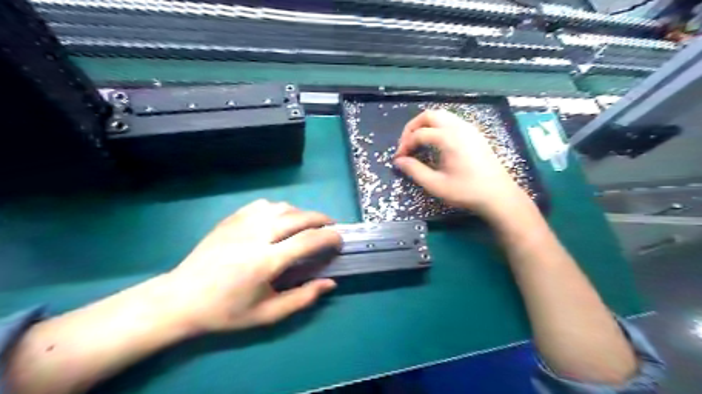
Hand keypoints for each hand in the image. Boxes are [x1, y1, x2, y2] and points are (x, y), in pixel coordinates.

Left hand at [161, 201, 342, 333]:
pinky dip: (279, 209)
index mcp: (266, 261)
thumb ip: (303, 298)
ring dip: (301, 213)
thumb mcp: (267, 314)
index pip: (309, 240)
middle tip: (331, 227)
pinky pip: (263, 205)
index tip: (339, 241)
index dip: (330, 237)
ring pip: (283, 207)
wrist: (181, 299)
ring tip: (307, 224)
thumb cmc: (226, 311)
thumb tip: (330, 283)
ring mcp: (242, 223)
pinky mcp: (231, 219)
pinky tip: (280, 219)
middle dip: (321, 219)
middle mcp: (257, 235)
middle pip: (299, 217)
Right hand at [393, 110, 528, 216]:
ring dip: (425, 125)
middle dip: (412, 128)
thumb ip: (415, 171)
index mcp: (449, 138)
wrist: (499, 195)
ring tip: (418, 143)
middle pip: (429, 115)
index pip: (419, 134)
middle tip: (406, 145)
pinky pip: (451, 121)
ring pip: (441, 116)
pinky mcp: (474, 134)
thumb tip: (399, 161)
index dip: (405, 145)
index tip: (399, 159)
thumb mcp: (436, 185)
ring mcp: (469, 128)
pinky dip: (438, 127)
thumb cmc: (467, 191)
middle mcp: (459, 127)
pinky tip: (436, 144)